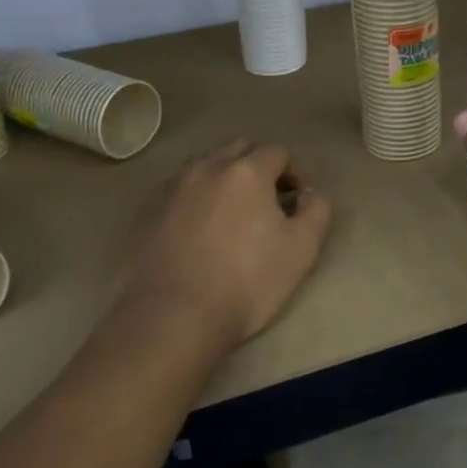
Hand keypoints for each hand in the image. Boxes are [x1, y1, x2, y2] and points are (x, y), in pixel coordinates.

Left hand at [129, 141, 332, 344]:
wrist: (174, 317)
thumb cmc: (246, 281)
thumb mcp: (302, 250)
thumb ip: (316, 211)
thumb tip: (309, 194)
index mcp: (246, 171)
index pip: (278, 152)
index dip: (295, 173)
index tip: (298, 202)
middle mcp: (208, 167)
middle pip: (239, 149)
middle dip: (259, 166)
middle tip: (269, 201)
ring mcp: (174, 188)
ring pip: (207, 166)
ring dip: (225, 179)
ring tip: (234, 214)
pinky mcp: (150, 212)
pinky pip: (182, 190)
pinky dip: (198, 198)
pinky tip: (202, 230)